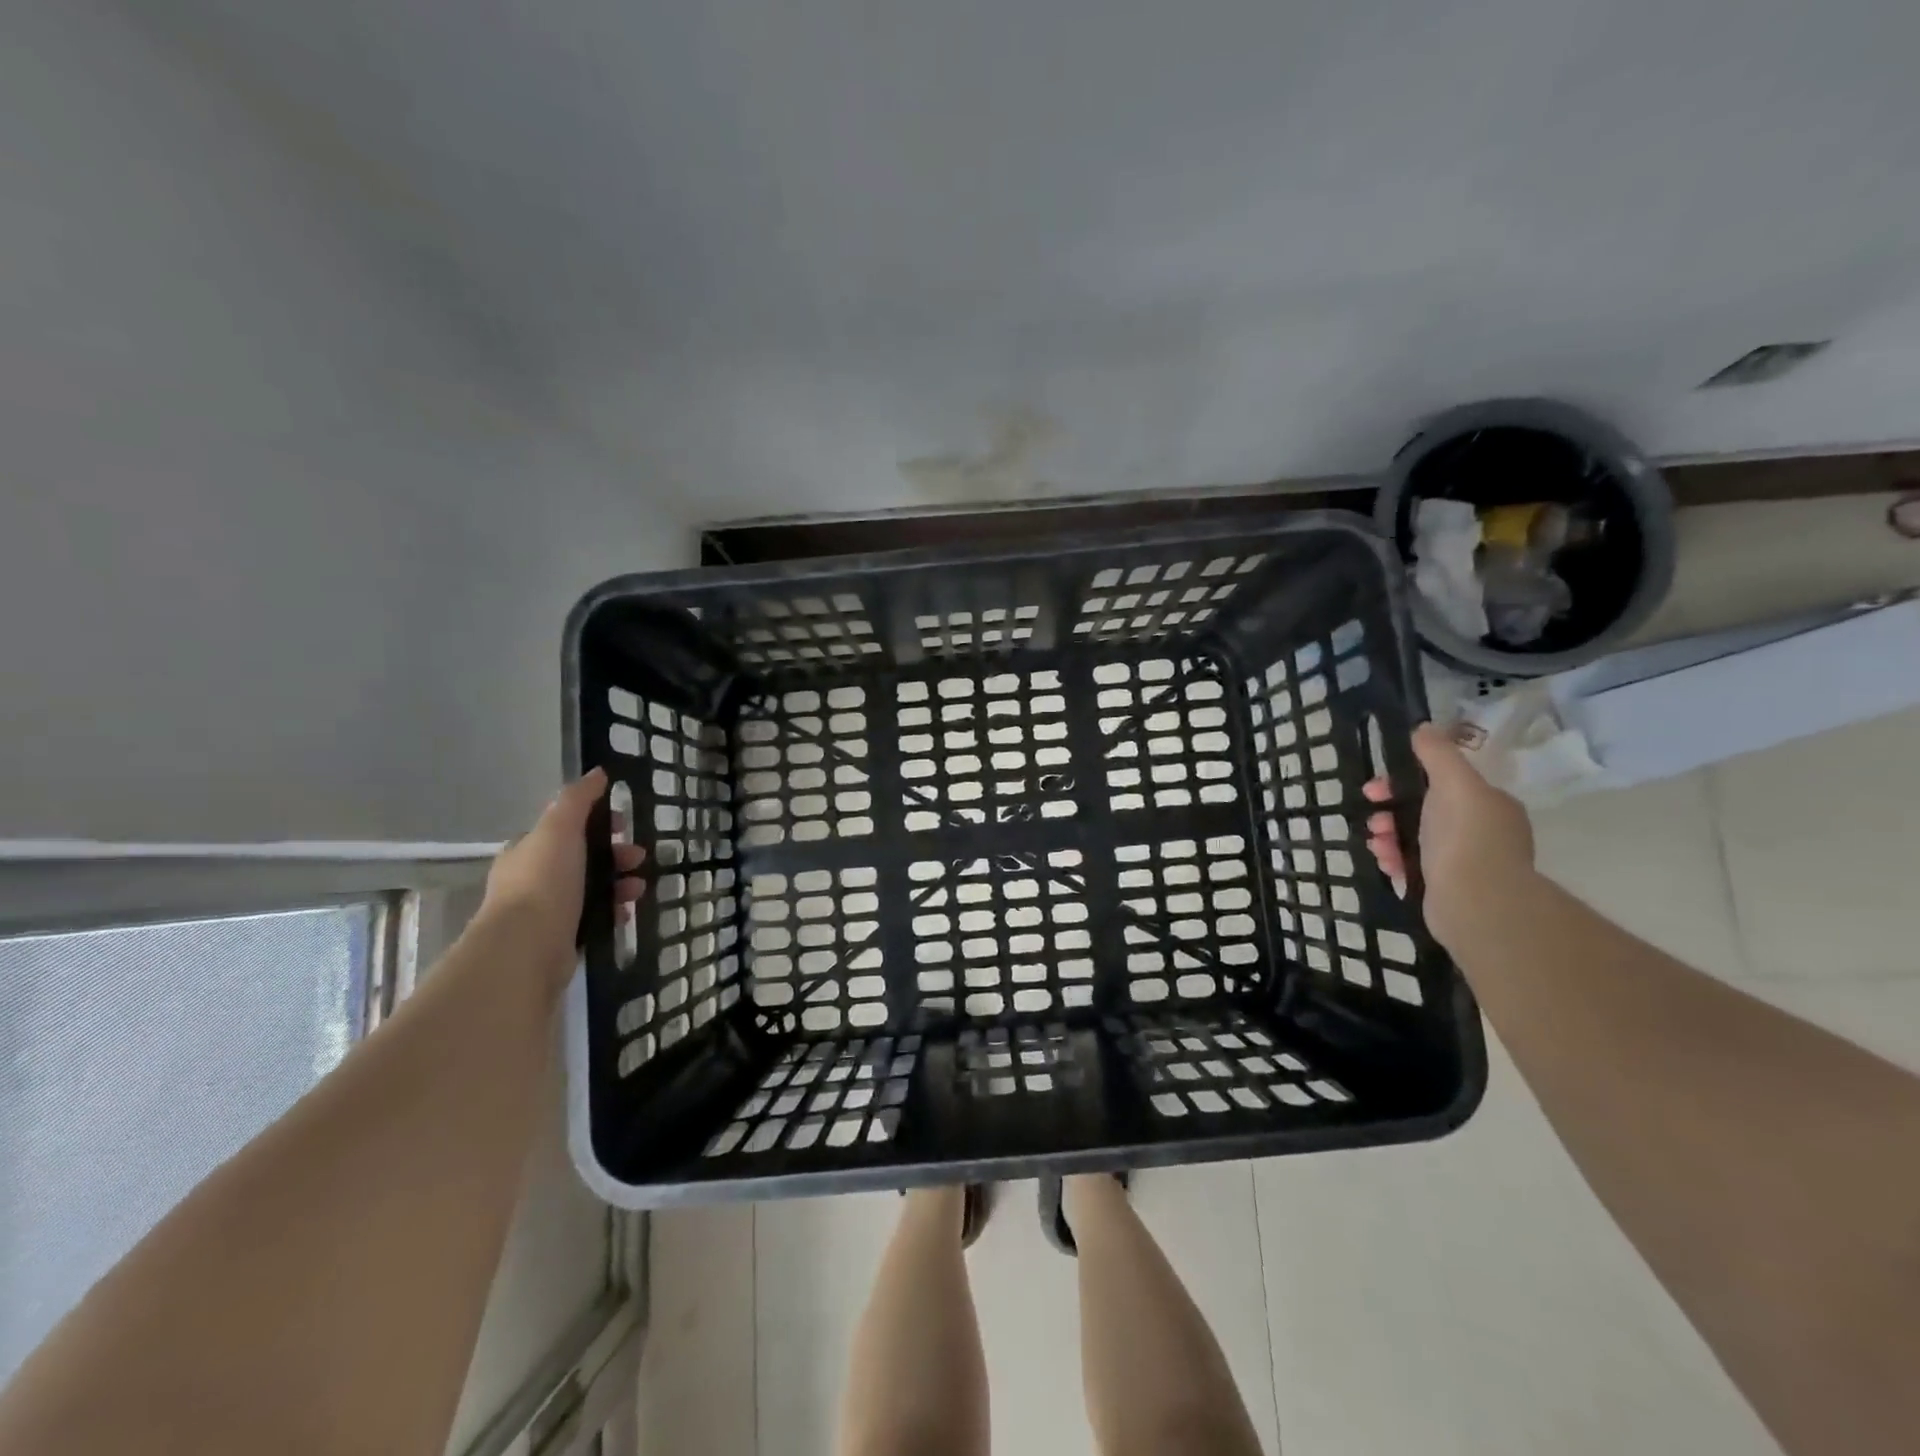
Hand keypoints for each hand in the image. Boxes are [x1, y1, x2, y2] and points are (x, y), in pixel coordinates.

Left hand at [481, 768, 645, 987]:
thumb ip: (577, 799)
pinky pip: (594, 918)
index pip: (564, 828)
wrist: (527, 948)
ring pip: (591, 889)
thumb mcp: (560, 829)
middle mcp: (532, 879)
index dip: (596, 822)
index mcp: (527, 850)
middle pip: (582, 859)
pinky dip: (613, 912)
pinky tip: (626, 914)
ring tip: (638, 890)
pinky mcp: (560, 939)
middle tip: (638, 858)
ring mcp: (545, 912)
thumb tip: (598, 773)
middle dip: (615, 855)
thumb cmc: (543, 881)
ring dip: (620, 884)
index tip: (623, 824)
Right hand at [1363, 722, 1534, 948]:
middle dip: (1391, 811)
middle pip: (1424, 811)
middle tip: (1372, 820)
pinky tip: (1385, 863)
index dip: (1403, 780)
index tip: (1376, 788)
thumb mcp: (1453, 783)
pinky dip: (1395, 861)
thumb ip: (1437, 754)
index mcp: (1489, 804)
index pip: (1441, 782)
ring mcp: (1466, 862)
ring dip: (1388, 836)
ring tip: (1376, 844)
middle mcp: (1482, 831)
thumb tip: (1424, 728)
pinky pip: (1413, 866)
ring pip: (1414, 839)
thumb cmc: (1465, 837)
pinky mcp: (1448, 888)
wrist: (1475, 902)